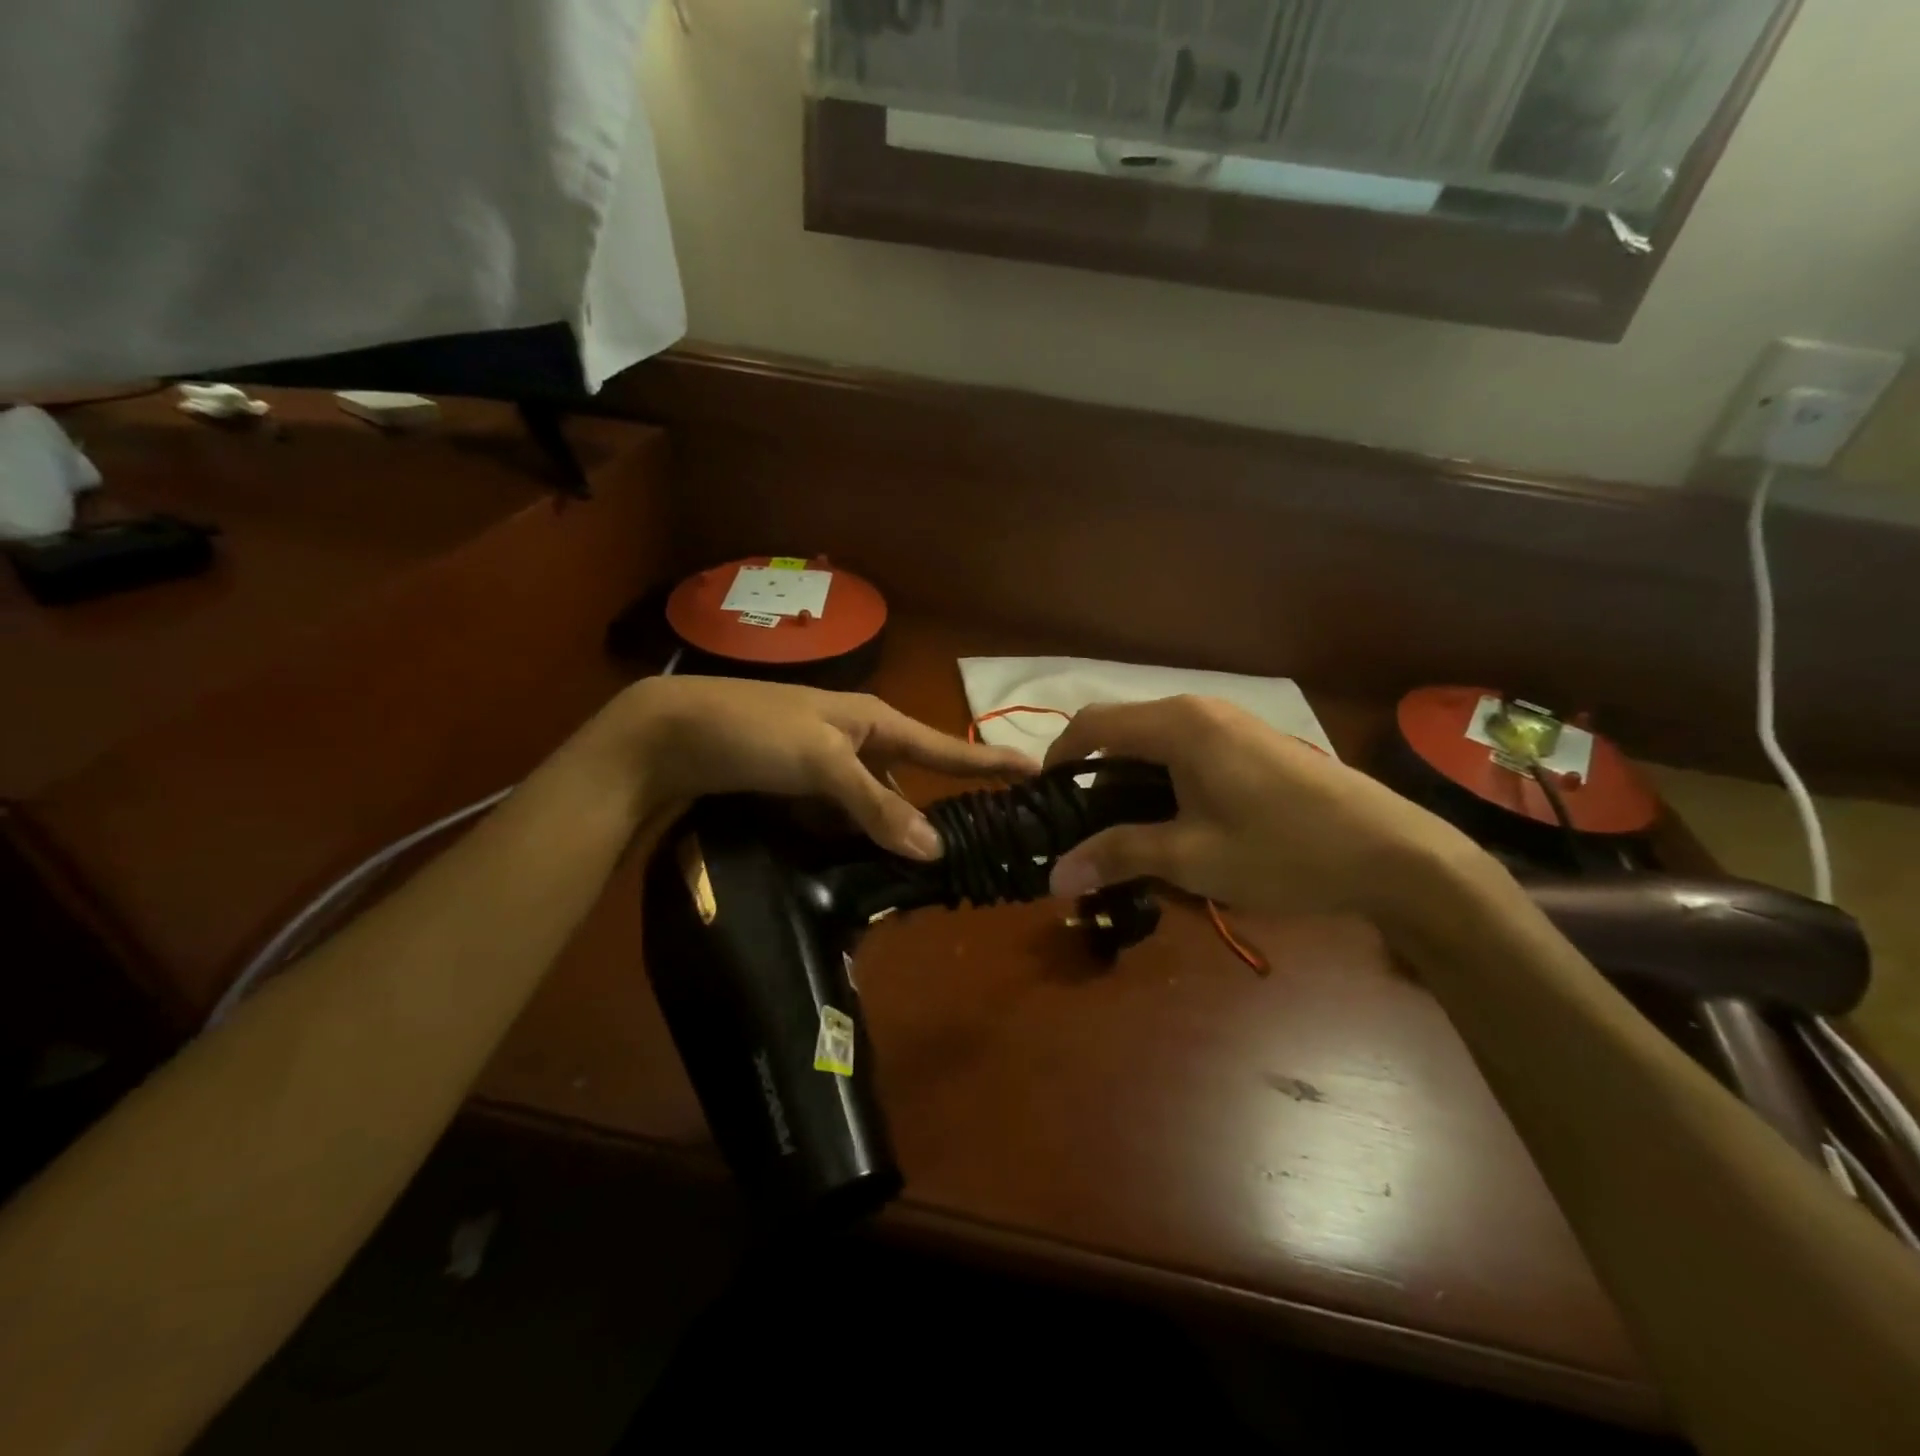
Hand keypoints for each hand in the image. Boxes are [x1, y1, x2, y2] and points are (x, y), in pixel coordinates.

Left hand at [617, 676, 1034, 859]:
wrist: (667, 736)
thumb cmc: (753, 732)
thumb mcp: (822, 762)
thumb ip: (877, 804)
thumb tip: (935, 848)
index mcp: (871, 721)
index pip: (943, 746)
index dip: (988, 762)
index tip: (1035, 772)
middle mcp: (854, 742)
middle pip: (908, 784)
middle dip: (931, 816)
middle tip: (968, 856)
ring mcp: (823, 769)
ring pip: (871, 808)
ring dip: (887, 837)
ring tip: (917, 880)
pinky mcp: (795, 793)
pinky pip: (838, 821)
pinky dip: (849, 843)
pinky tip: (861, 871)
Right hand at [1043, 696, 1486, 928]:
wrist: (1393, 853)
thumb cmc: (1283, 850)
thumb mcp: (1191, 857)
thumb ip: (1118, 855)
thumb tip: (1054, 876)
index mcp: (1177, 725)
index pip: (1092, 724)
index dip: (1058, 758)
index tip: (1045, 801)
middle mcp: (1199, 710)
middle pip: (1122, 730)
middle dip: (1094, 776)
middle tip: (1083, 829)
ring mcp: (1231, 723)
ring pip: (1155, 742)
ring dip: (1130, 780)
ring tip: (1127, 832)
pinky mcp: (1253, 742)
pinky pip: (1187, 750)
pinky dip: (1163, 779)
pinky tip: (1177, 822)